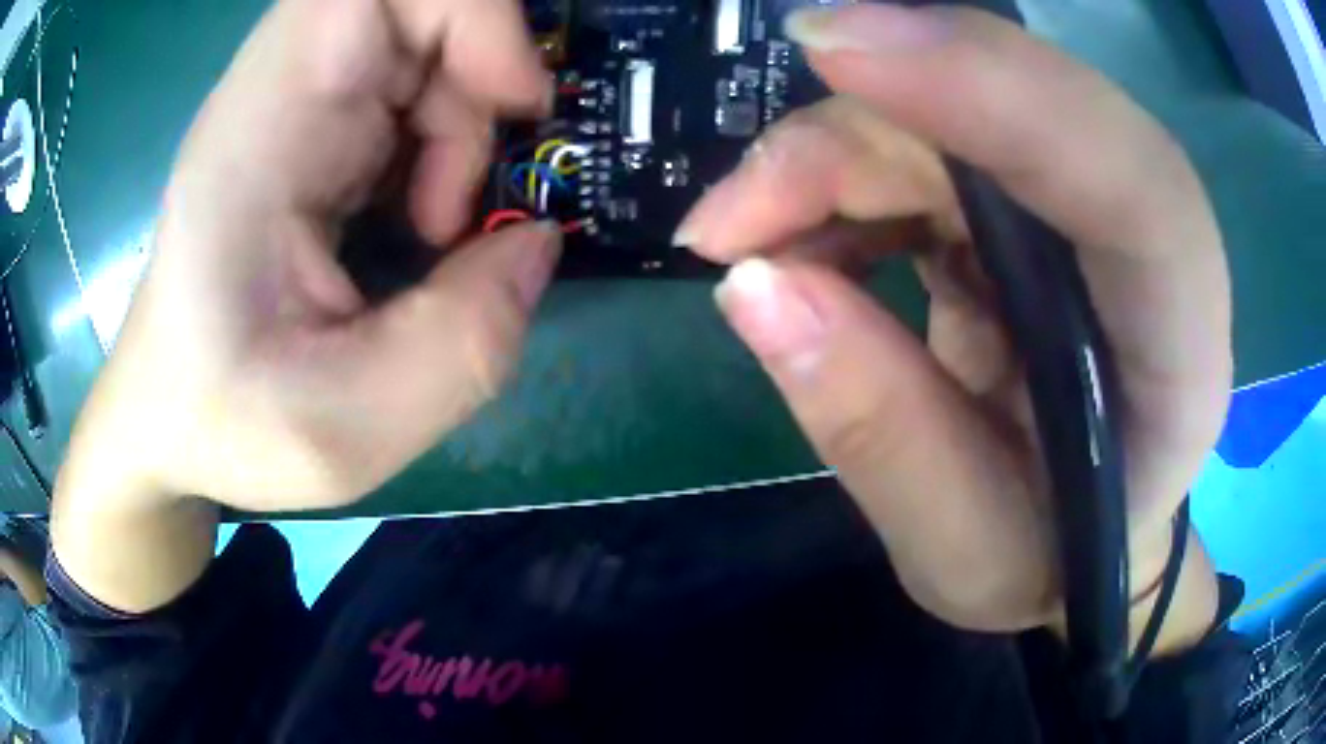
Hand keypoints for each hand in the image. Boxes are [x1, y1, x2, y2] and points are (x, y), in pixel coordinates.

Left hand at [55, 0, 555, 610]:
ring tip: (437, 233)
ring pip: (424, 46)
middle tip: (467, 205)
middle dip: (478, 87)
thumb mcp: (343, 432)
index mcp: (259, 137)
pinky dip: (449, 141)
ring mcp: (296, 105)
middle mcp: (277, 95)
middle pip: (415, 10)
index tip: (517, 103)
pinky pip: (413, 87)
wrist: (168, 415)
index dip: (470, 10)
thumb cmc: (224, 423)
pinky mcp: (314, 129)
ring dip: (466, 124)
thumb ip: (461, 348)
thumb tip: (538, 243)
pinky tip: (421, 224)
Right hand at [678, 6, 1230, 641]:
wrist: (1086, 535)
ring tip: (742, 244)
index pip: (1131, 183)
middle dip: (854, 139)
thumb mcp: (965, 551)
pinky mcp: (1034, 195)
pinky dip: (840, 176)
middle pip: (1012, 117)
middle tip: (726, 223)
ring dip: (828, 159)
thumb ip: (880, 432)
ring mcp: (1089, 203)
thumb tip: (752, 286)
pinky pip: (926, 141)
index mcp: (1180, 351)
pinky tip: (797, 240)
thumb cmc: (1050, 560)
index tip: (835, 48)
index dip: (995, 87)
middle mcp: (1152, 245)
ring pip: (951, 116)